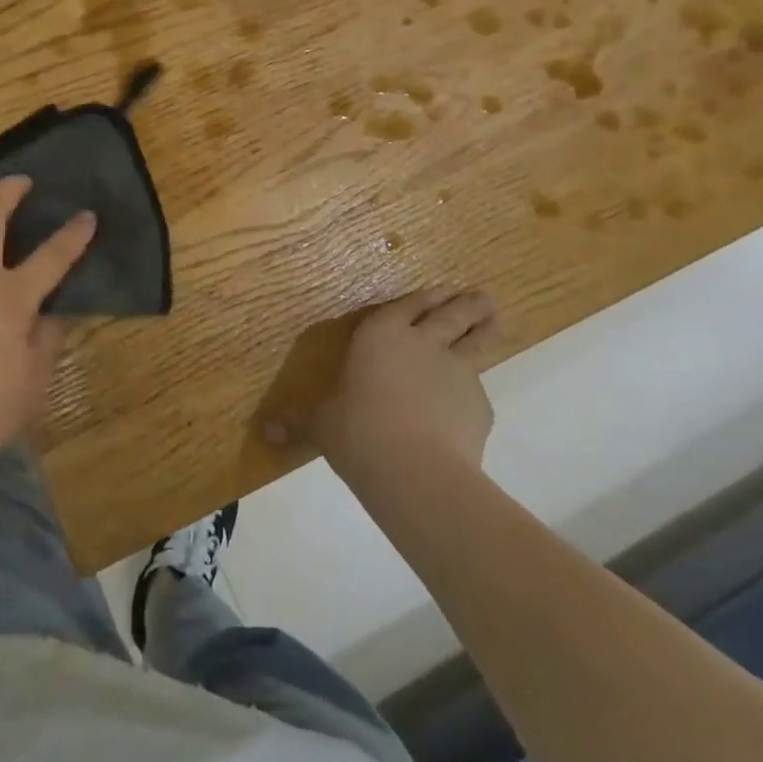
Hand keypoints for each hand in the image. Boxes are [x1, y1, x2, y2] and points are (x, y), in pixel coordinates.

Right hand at [313, 288, 497, 485]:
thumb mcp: (322, 426)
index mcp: (380, 335)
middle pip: (450, 314)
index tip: (437, 292)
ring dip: (487, 328)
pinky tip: (470, 409)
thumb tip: (266, 432)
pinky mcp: (479, 404)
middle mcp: (422, 342)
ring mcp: (457, 370)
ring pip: (477, 340)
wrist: (415, 469)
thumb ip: (301, 424)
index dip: (422, 299)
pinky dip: (475, 394)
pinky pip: (478, 392)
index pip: (406, 305)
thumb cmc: (357, 432)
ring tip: (496, 319)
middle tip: (482, 296)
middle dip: (466, 304)